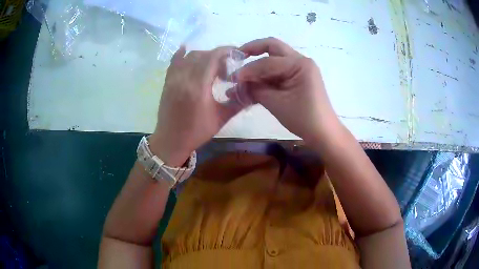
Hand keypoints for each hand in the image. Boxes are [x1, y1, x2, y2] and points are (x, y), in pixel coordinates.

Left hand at [150, 46, 242, 165]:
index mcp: (198, 87)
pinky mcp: (167, 82)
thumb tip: (254, 91)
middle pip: (202, 55)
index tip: (237, 53)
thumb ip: (238, 102)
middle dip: (217, 56)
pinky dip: (182, 55)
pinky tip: (186, 50)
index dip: (226, 51)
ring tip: (211, 67)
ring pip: (189, 57)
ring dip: (203, 56)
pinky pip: (174, 62)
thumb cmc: (196, 132)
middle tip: (226, 68)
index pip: (212, 57)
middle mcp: (184, 78)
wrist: (171, 141)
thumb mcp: (221, 119)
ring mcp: (173, 79)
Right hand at [231, 37, 340, 142]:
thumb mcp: (276, 103)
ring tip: (242, 76)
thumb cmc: (303, 118)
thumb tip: (237, 83)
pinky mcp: (298, 78)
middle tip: (237, 57)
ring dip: (258, 65)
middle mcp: (301, 61)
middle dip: (253, 50)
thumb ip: (255, 89)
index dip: (248, 69)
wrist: (323, 132)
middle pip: (273, 48)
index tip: (232, 79)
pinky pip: (278, 71)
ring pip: (274, 59)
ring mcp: (300, 69)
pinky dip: (265, 76)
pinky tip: (252, 84)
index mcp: (300, 64)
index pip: (268, 62)